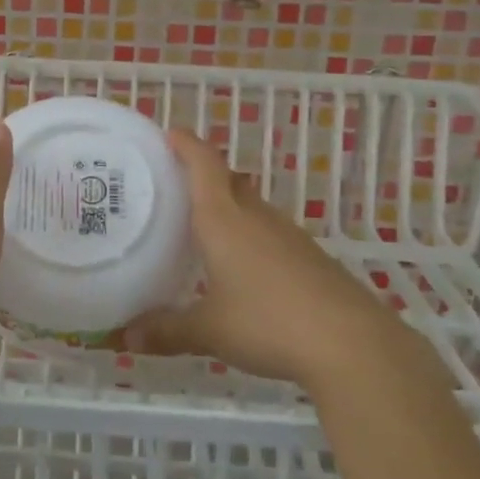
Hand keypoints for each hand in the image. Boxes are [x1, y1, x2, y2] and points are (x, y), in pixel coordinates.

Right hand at [121, 129, 399, 388]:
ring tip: (201, 229)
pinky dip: (250, 237)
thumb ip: (166, 330)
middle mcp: (256, 217)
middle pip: (228, 181)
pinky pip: (270, 234)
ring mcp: (288, 236)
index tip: (168, 134)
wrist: (353, 345)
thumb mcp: (209, 331)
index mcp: (224, 219)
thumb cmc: (269, 323)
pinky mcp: (310, 258)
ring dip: (228, 208)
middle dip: (203, 177)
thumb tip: (126, 338)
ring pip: (251, 207)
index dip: (186, 144)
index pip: (204, 164)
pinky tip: (242, 268)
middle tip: (174, 188)